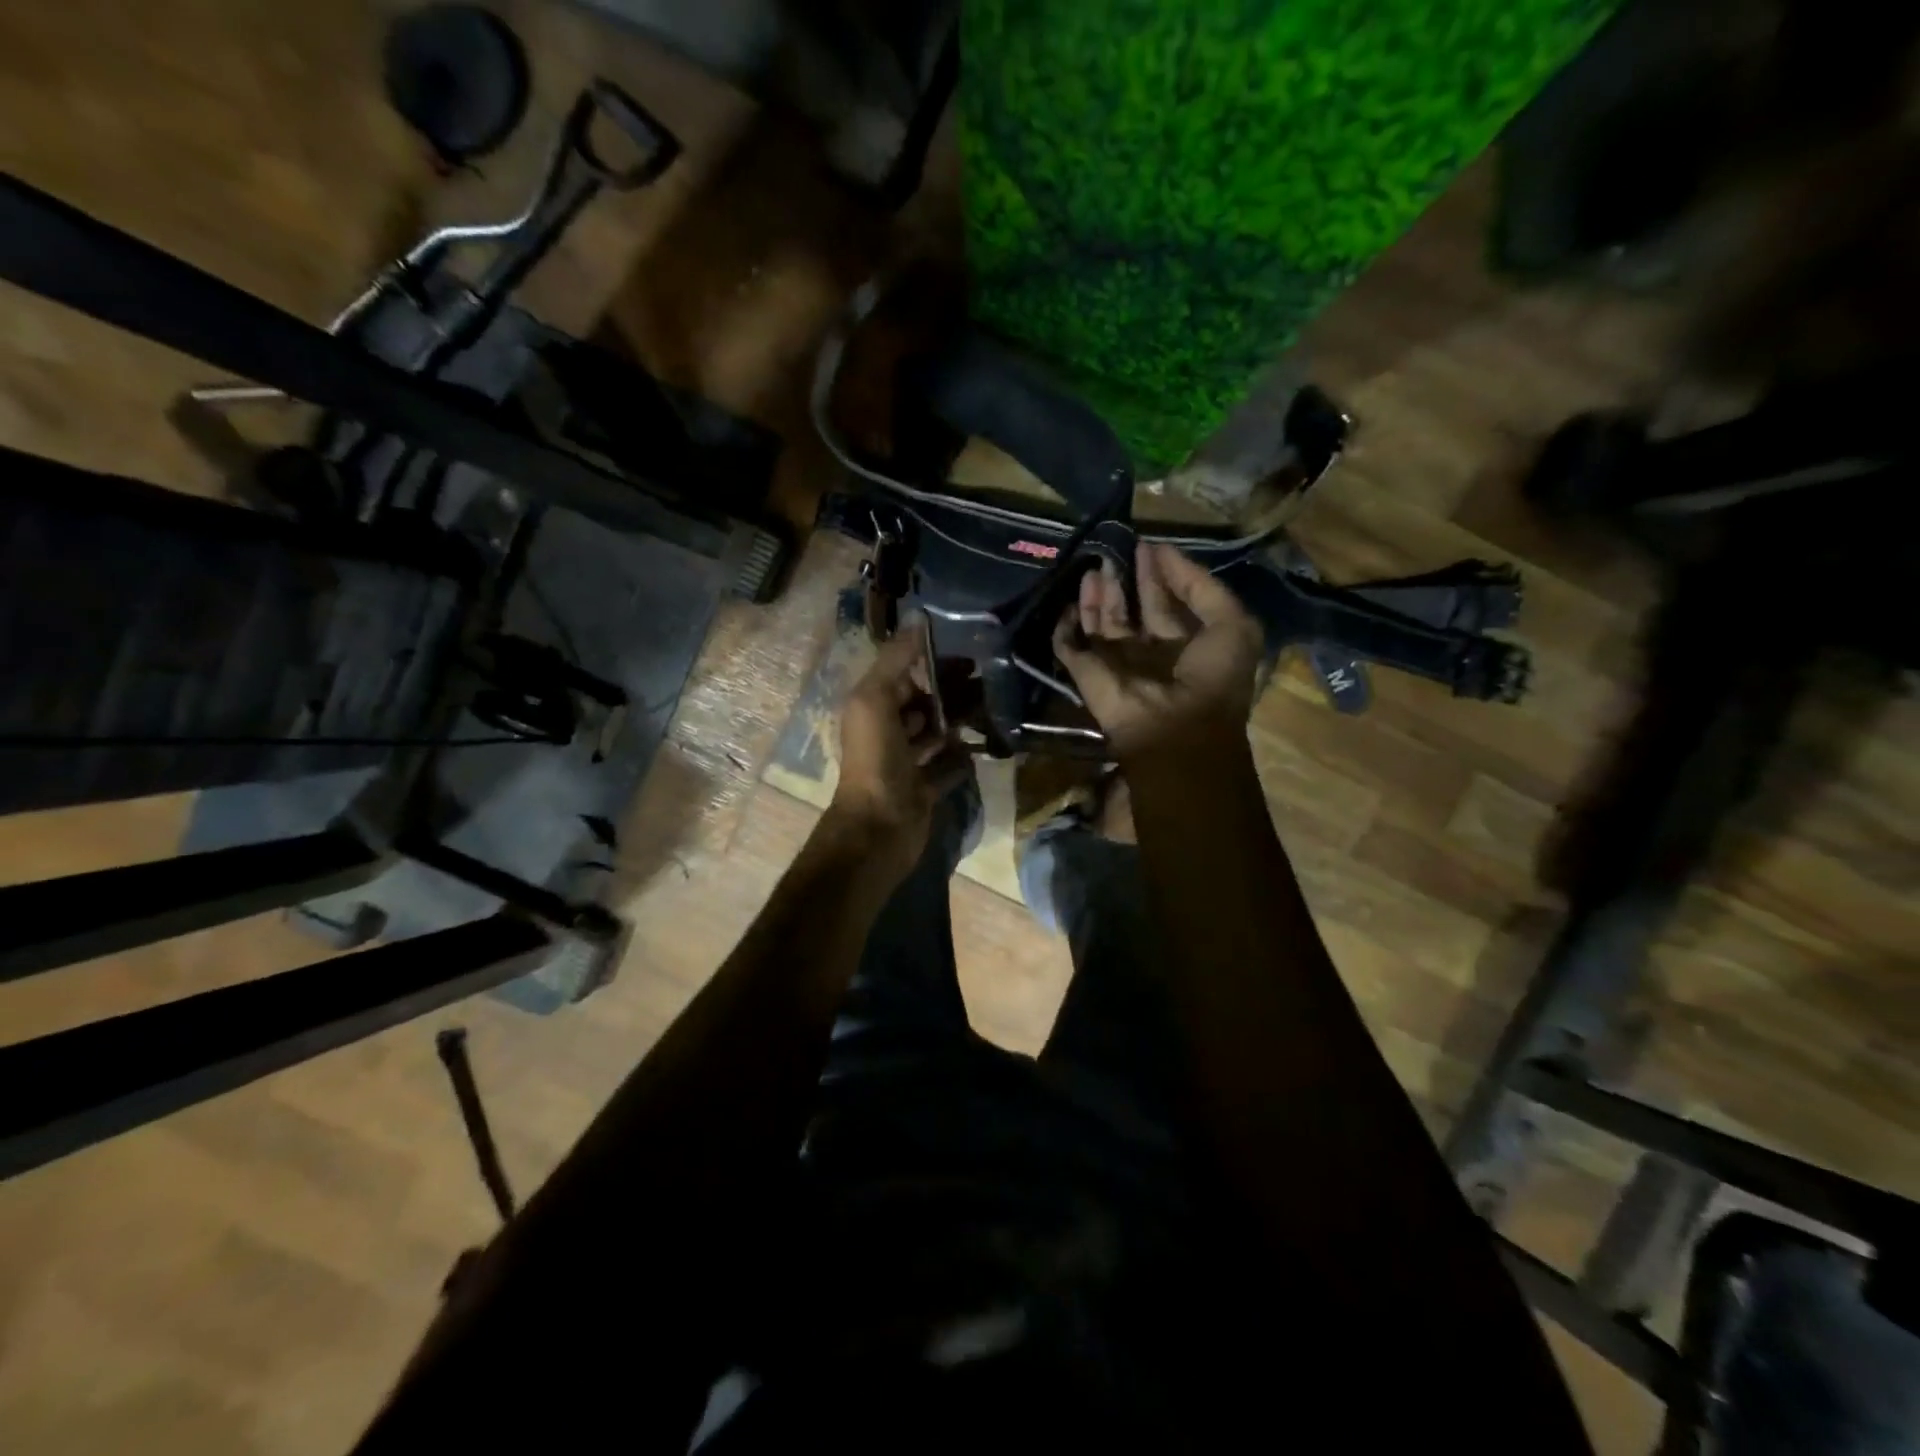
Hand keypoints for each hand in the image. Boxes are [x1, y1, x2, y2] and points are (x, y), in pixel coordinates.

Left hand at [826, 622, 969, 871]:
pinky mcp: (926, 787)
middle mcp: (888, 731)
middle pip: (924, 703)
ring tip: (992, 709)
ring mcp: (907, 762)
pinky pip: (949, 766)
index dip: (932, 662)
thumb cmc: (876, 759)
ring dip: (961, 721)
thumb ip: (895, 659)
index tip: (969, 651)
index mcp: (873, 707)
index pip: (904, 674)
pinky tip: (982, 747)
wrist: (880, 827)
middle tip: (988, 682)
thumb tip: (917, 618)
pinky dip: (963, 758)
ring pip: (938, 733)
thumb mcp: (876, 699)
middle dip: (952, 692)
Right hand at [1053, 543, 1264, 763]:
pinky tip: (1069, 603)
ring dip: (1096, 598)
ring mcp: (1115, 664)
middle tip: (1114, 551)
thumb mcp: (1232, 624)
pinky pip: (1068, 646)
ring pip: (1099, 624)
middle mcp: (1148, 653)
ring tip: (1094, 569)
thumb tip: (1164, 552)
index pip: (1165, 604)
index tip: (1147, 547)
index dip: (1158, 575)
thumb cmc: (1211, 677)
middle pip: (1130, 611)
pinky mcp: (1087, 674)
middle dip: (1124, 581)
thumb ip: (1201, 586)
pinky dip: (1065, 627)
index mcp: (1184, 645)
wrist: (1175, 728)